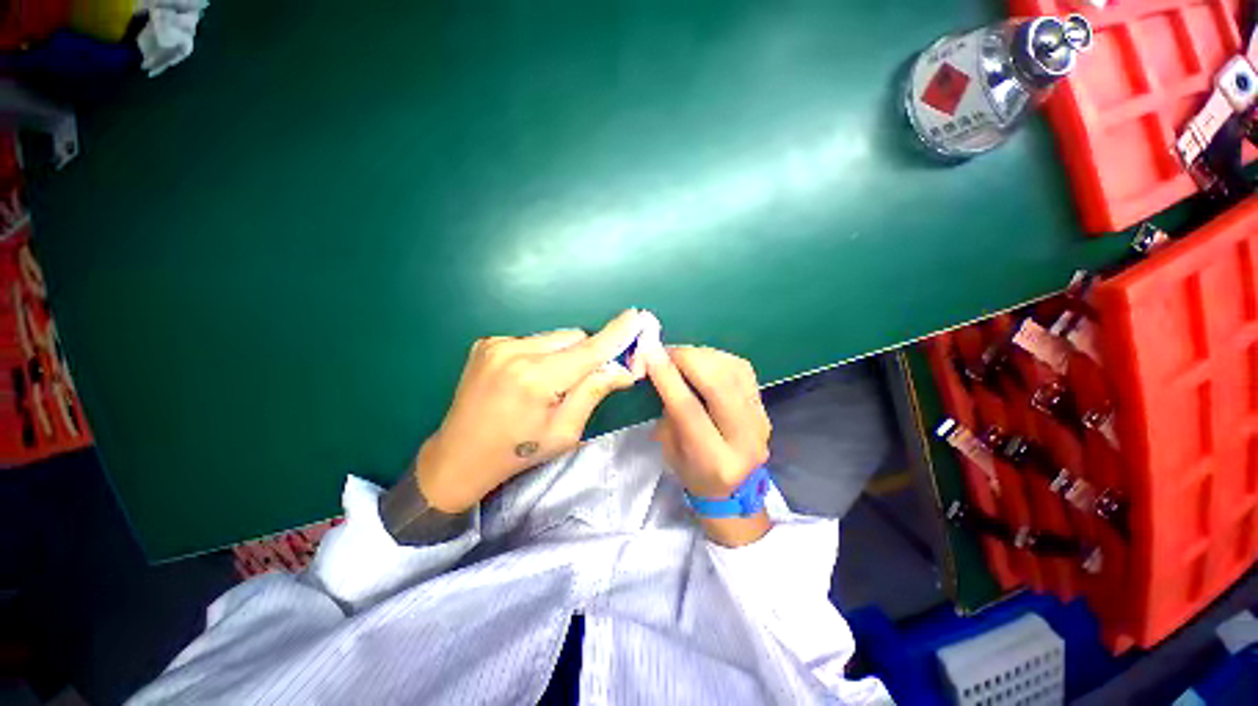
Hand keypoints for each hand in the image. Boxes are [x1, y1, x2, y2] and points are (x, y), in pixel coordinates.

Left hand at [416, 310, 643, 512]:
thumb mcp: (564, 431)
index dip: (615, 334)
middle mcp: (516, 351)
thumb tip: (623, 370)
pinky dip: (542, 353)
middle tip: (588, 376)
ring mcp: (497, 343)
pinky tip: (530, 377)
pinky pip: (532, 340)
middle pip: (572, 337)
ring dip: (564, 353)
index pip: (588, 350)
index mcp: (536, 378)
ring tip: (552, 382)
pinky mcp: (487, 343)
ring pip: (553, 337)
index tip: (634, 317)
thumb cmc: (518, 452)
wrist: (458, 456)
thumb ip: (593, 393)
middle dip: (587, 353)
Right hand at [645, 345, 772, 545]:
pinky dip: (716, 357)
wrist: (735, 486)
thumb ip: (666, 409)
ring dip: (701, 355)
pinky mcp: (763, 403)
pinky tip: (701, 361)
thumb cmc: (692, 471)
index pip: (689, 411)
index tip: (649, 354)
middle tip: (664, 353)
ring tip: (681, 357)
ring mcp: (760, 418)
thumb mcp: (669, 449)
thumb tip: (659, 365)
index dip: (667, 378)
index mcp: (716, 462)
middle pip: (718, 384)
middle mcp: (745, 439)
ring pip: (733, 369)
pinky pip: (740, 367)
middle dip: (687, 359)